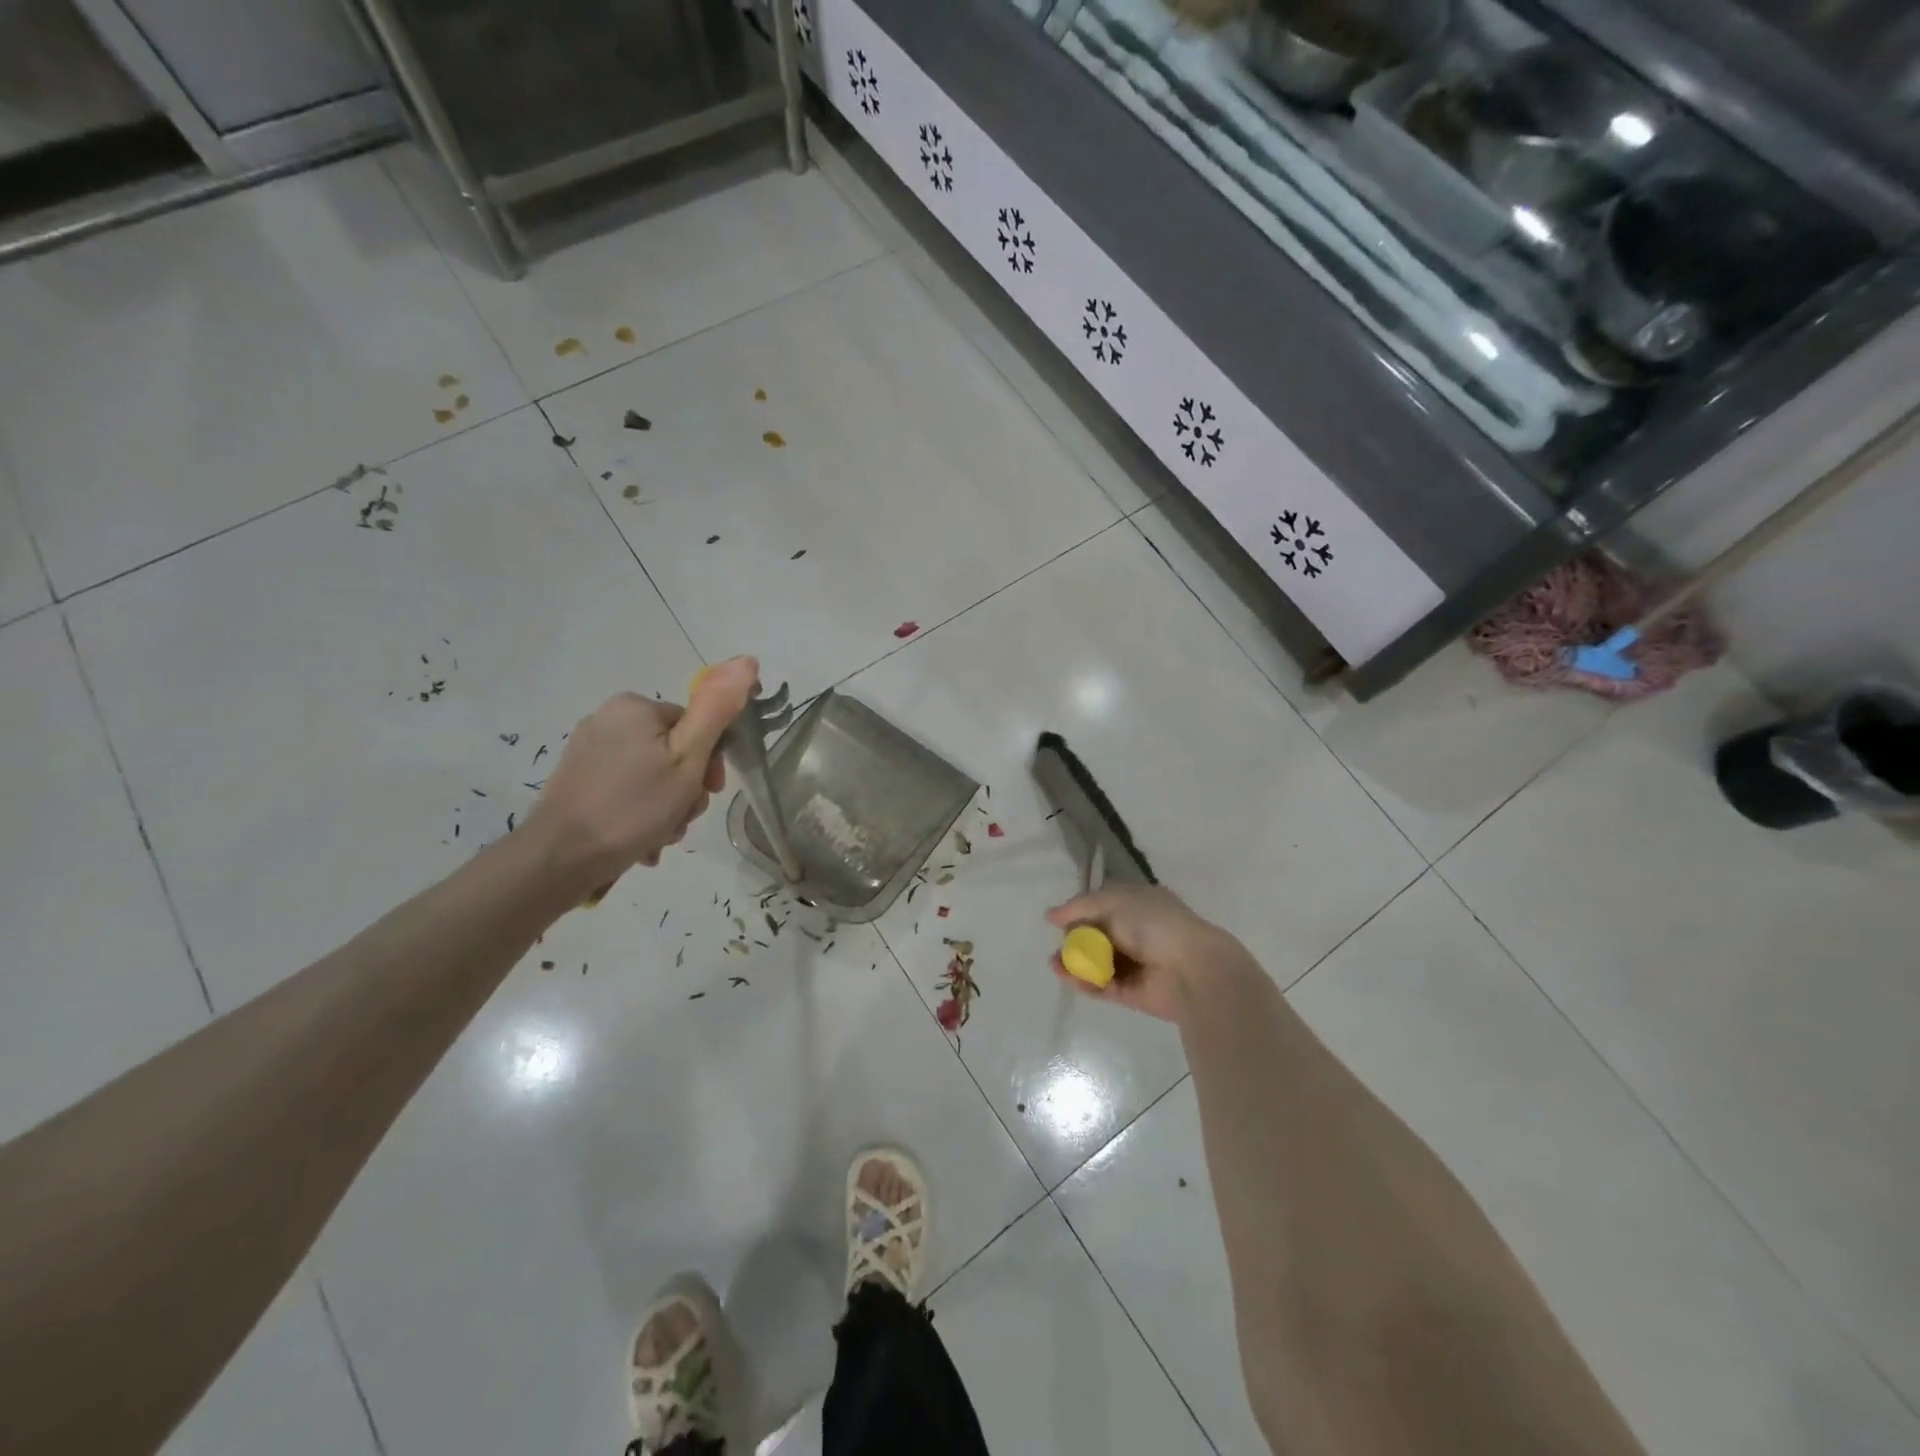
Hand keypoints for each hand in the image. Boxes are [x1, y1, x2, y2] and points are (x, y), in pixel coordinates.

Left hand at [523, 657, 757, 894]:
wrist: (561, 858)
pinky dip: (641, 812)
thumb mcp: (688, 758)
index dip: (709, 762)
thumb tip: (747, 660)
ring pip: (652, 774)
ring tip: (661, 835)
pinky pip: (626, 789)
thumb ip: (717, 710)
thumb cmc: (634, 806)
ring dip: (667, 806)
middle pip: (673, 751)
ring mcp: (588, 751)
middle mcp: (607, 719)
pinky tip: (642, 840)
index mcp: (635, 707)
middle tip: (682, 818)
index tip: (708, 792)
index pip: (695, 726)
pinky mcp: (578, 780)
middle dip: (686, 789)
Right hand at [1045, 884, 1247, 1022]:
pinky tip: (1069, 978)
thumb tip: (1050, 915)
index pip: (1104, 906)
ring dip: (1076, 964)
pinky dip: (1087, 983)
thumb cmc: (1154, 924)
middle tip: (1059, 947)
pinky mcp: (1134, 993)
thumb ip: (1080, 906)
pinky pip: (1105, 987)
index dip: (1081, 912)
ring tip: (1055, 965)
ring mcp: (1137, 964)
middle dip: (1075, 941)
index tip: (1059, 920)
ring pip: (1099, 964)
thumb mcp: (1114, 901)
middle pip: (1098, 936)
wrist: (1191, 968)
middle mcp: (1139, 933)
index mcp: (1140, 905)